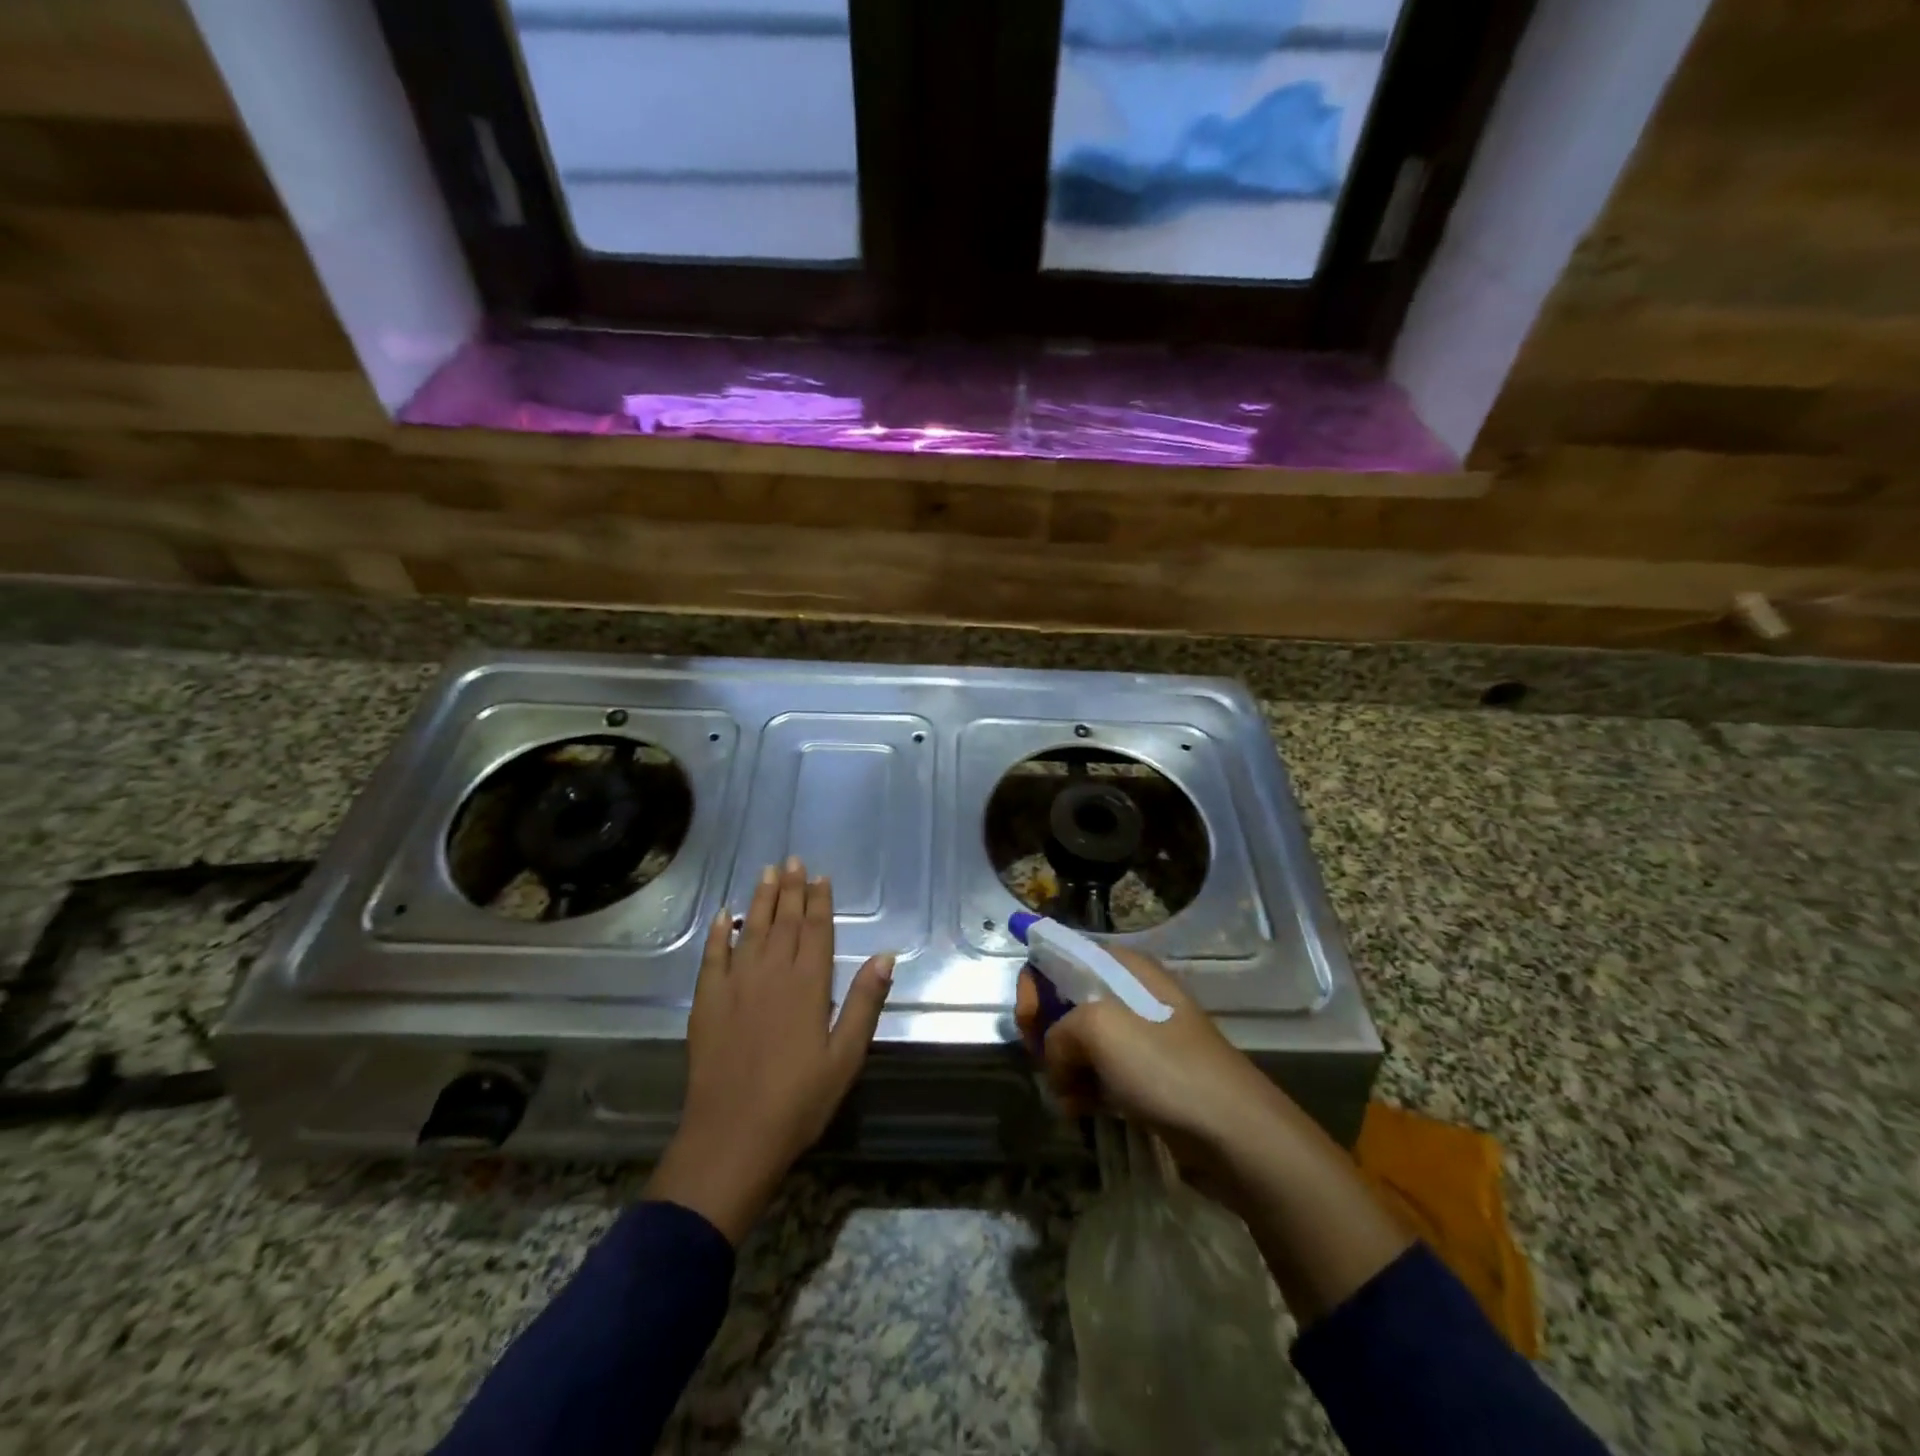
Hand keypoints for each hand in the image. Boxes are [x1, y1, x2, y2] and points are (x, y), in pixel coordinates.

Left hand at [646, 857, 894, 1243]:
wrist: (733, 1137)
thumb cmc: (799, 1101)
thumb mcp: (845, 1057)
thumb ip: (864, 1002)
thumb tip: (886, 955)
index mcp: (808, 985)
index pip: (816, 930)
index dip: (819, 901)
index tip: (821, 876)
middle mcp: (771, 974)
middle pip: (783, 921)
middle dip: (790, 889)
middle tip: (793, 860)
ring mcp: (735, 985)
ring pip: (750, 929)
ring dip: (760, 899)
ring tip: (766, 872)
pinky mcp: (706, 1002)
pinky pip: (713, 956)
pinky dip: (718, 933)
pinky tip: (722, 915)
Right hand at [1014, 947, 1279, 1169]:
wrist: (1232, 1131)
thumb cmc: (1164, 1066)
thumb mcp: (1097, 1030)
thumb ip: (1056, 1032)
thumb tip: (1056, 1059)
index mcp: (1121, 966)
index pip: (1060, 954)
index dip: (1035, 984)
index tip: (1029, 1022)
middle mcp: (1129, 991)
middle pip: (1064, 998)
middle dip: (1045, 1031)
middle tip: (1046, 1063)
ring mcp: (1139, 1035)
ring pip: (1077, 1040)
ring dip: (1062, 1067)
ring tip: (1068, 1096)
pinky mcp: (1145, 1074)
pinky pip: (1097, 1071)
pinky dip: (1083, 1088)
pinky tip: (1082, 1110)